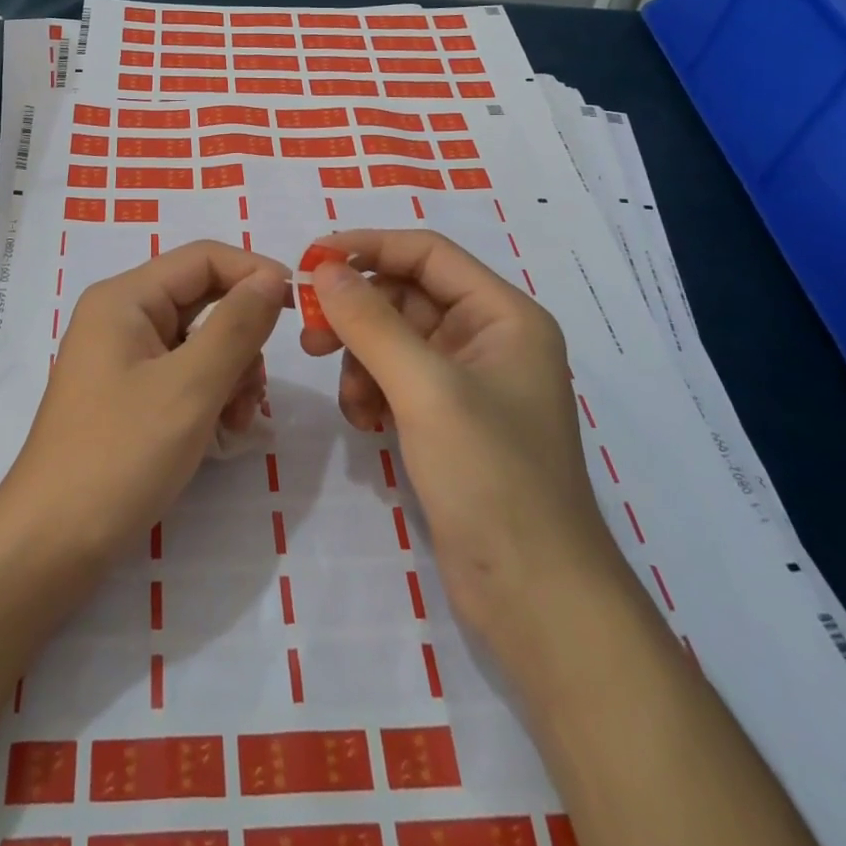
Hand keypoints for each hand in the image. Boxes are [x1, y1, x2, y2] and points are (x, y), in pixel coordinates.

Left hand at [0, 240, 289, 569]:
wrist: (51, 545)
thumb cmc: (120, 456)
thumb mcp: (190, 387)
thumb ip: (237, 326)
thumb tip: (273, 276)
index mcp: (125, 298)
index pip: (204, 258)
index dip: (255, 273)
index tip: (301, 307)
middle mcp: (122, 316)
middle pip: (203, 298)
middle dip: (242, 337)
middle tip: (257, 387)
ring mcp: (123, 357)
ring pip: (200, 340)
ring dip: (231, 372)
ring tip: (237, 420)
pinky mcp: (128, 393)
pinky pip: (184, 373)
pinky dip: (211, 394)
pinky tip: (223, 432)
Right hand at [301, 229, 621, 638]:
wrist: (535, 598)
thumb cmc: (491, 478)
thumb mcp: (426, 389)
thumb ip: (372, 322)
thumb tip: (324, 269)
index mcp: (504, 315)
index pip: (427, 253)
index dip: (367, 247)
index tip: (309, 260)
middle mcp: (489, 337)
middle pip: (406, 295)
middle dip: (357, 313)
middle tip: (310, 337)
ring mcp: (468, 381)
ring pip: (395, 339)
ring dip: (361, 359)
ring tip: (350, 400)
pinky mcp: (449, 420)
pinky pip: (396, 379)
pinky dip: (372, 391)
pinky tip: (365, 422)